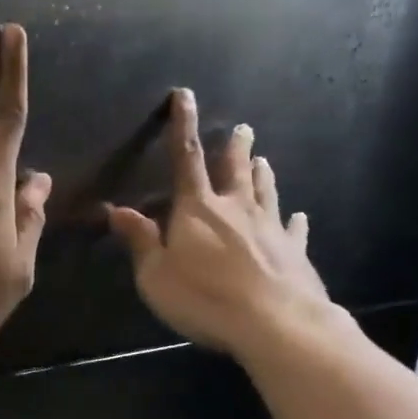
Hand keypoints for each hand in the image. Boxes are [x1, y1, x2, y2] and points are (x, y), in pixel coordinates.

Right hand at [109, 89, 333, 356]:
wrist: (275, 322)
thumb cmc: (206, 298)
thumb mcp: (156, 276)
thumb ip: (140, 241)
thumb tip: (117, 210)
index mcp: (198, 209)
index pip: (186, 159)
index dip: (182, 126)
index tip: (184, 95)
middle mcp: (236, 209)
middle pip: (235, 170)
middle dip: (236, 148)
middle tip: (244, 128)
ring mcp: (270, 228)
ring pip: (266, 192)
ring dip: (263, 175)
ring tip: (264, 160)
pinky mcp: (294, 252)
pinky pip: (294, 230)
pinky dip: (295, 222)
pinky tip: (300, 217)